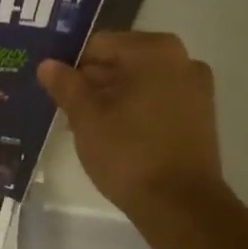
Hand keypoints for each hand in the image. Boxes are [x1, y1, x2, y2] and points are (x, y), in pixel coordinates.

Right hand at [37, 32, 223, 216]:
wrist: (179, 204)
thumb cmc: (128, 152)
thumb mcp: (86, 117)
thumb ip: (65, 85)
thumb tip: (47, 64)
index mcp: (154, 50)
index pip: (99, 44)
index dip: (72, 66)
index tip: (55, 90)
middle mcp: (182, 60)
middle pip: (122, 61)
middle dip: (92, 83)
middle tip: (65, 111)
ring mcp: (196, 89)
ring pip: (140, 83)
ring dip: (112, 99)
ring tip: (86, 128)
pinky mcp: (200, 117)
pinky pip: (158, 102)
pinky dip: (134, 111)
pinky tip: (114, 137)